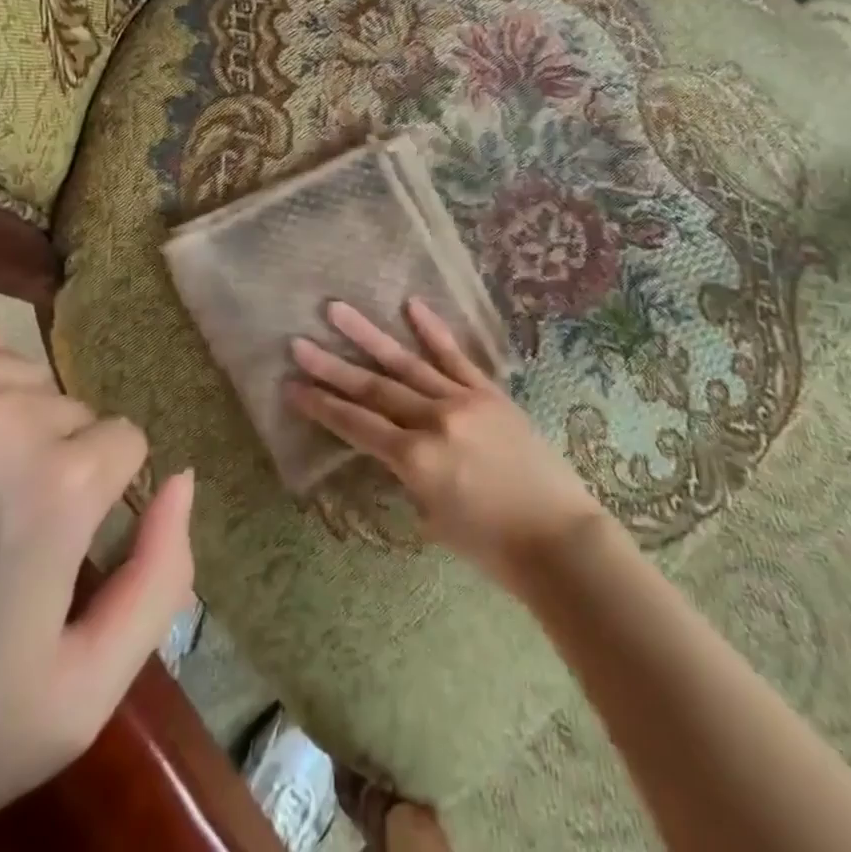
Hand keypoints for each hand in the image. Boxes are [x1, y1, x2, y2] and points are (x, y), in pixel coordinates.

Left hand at [0, 297, 193, 851]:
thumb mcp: (75, 700)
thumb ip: (162, 580)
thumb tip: (183, 479)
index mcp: (58, 487)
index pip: (121, 445)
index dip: (97, 496)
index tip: (55, 542)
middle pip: (64, 408)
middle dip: (49, 458)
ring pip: (6, 369)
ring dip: (1, 412)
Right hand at [287, 299, 606, 590]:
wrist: (559, 538)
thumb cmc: (492, 546)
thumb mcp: (433, 518)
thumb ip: (408, 475)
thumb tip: (394, 448)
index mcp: (416, 459)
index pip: (357, 425)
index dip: (322, 406)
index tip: (291, 386)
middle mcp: (434, 420)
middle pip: (373, 388)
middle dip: (332, 366)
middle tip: (298, 342)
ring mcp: (463, 400)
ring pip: (407, 363)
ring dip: (369, 335)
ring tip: (337, 310)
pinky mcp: (489, 392)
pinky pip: (456, 356)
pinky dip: (432, 330)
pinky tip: (411, 305)